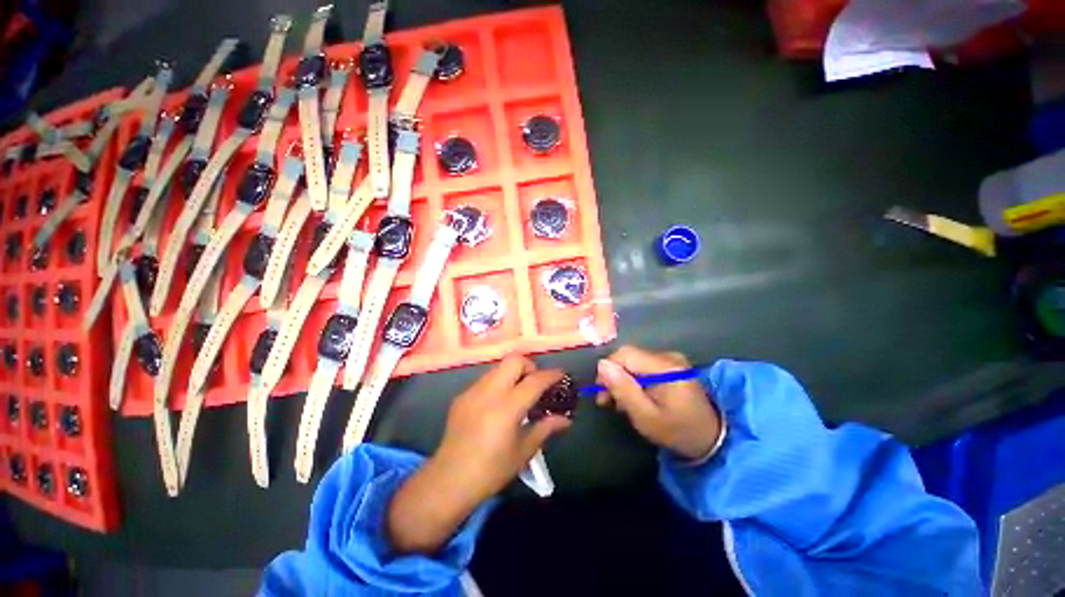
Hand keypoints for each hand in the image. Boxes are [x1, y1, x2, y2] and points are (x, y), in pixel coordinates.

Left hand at [387, 355, 571, 552]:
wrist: (449, 480)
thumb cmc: (491, 470)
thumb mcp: (524, 451)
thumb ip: (546, 428)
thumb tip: (566, 419)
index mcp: (507, 407)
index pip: (535, 380)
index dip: (552, 375)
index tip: (562, 376)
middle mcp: (489, 392)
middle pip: (514, 360)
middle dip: (530, 366)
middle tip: (535, 383)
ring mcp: (473, 391)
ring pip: (499, 367)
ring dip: (513, 373)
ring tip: (518, 393)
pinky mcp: (462, 396)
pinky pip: (486, 379)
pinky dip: (498, 383)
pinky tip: (498, 404)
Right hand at [596, 346, 720, 461]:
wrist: (711, 439)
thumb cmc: (677, 431)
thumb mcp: (646, 416)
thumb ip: (623, 389)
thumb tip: (602, 364)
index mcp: (665, 367)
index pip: (624, 354)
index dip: (608, 370)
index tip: (602, 394)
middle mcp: (668, 356)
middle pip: (628, 357)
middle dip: (614, 377)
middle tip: (608, 402)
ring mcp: (671, 360)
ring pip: (633, 362)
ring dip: (622, 380)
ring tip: (620, 403)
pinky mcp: (670, 365)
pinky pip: (642, 366)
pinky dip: (633, 380)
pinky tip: (634, 396)